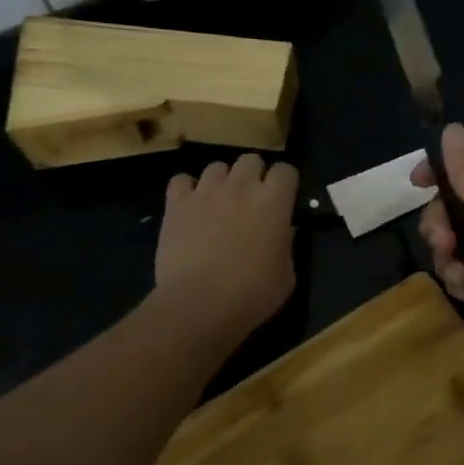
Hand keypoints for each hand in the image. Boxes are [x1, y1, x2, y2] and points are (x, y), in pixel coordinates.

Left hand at [155, 155, 297, 343]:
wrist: (198, 305)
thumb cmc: (251, 294)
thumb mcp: (286, 275)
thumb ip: (286, 244)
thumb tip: (282, 231)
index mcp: (274, 201)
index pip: (286, 170)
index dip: (285, 183)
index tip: (283, 199)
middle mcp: (241, 186)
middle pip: (251, 159)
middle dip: (254, 175)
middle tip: (251, 200)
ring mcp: (206, 191)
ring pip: (216, 166)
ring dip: (222, 181)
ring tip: (218, 203)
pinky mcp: (176, 204)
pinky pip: (181, 181)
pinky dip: (186, 190)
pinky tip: (189, 208)